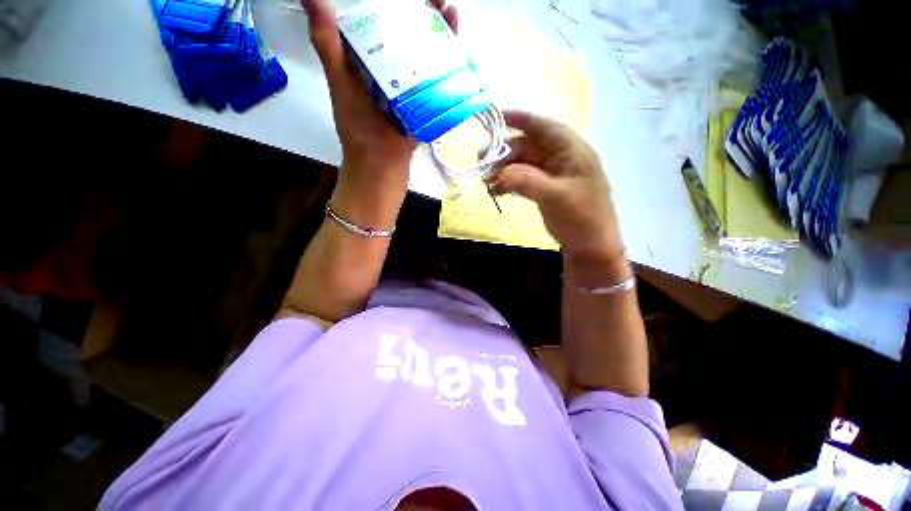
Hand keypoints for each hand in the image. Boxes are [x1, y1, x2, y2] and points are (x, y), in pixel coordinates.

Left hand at [303, 0, 457, 192]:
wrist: (381, 164)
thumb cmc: (359, 128)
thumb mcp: (341, 84)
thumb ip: (329, 46)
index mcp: (371, 60)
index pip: (383, 21)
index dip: (396, 4)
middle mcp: (393, 70)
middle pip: (411, 37)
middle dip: (425, 17)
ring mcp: (412, 88)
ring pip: (428, 57)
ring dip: (440, 37)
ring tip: (452, 15)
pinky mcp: (426, 105)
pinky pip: (439, 83)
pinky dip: (449, 68)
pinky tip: (458, 53)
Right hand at [490, 111, 623, 265]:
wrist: (590, 246)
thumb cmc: (582, 218)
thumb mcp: (556, 197)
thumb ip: (527, 181)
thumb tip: (500, 173)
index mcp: (572, 150)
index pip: (544, 127)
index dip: (520, 119)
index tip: (495, 116)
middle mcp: (561, 158)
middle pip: (528, 146)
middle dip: (504, 152)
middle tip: (482, 163)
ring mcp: (552, 175)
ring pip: (523, 164)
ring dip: (504, 169)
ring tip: (486, 180)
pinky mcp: (545, 189)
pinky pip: (523, 179)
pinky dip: (508, 182)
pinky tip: (495, 190)